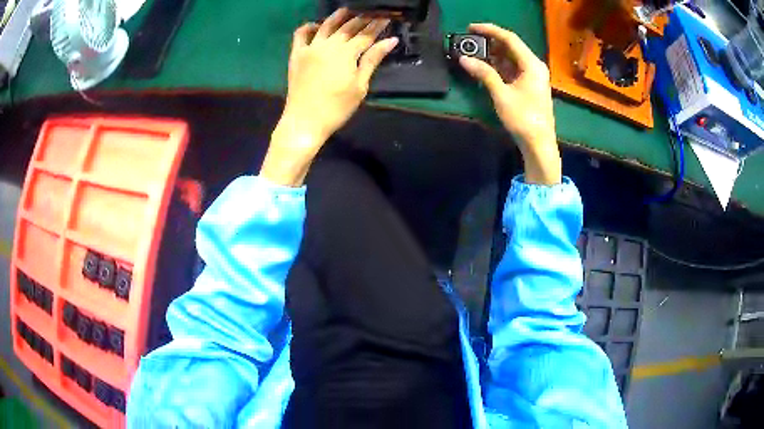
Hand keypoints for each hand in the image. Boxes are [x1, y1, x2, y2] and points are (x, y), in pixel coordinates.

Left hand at [261, 9, 397, 186]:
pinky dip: (309, 26)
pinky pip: (301, 34)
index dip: (378, 26)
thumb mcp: (360, 86)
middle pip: (348, 27)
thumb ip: (372, 60)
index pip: (366, 35)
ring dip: (338, 16)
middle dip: (363, 19)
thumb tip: (390, 41)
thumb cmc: (337, 108)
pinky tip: (317, 26)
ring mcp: (310, 48)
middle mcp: (328, 45)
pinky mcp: (296, 54)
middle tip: (372, 13)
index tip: (387, 18)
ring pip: (326, 25)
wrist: (305, 121)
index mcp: (346, 53)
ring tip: (348, 10)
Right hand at [460, 23, 560, 184]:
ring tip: (473, 53)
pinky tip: (485, 67)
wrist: (539, 144)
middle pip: (511, 47)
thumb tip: (464, 59)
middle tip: (469, 41)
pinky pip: (512, 69)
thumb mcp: (501, 95)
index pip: (510, 38)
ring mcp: (533, 76)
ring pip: (511, 58)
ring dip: (493, 55)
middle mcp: (534, 66)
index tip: (471, 27)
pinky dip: (499, 66)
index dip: (490, 30)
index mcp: (532, 64)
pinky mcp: (529, 85)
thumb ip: (484, 73)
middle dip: (490, 42)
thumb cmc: (523, 119)